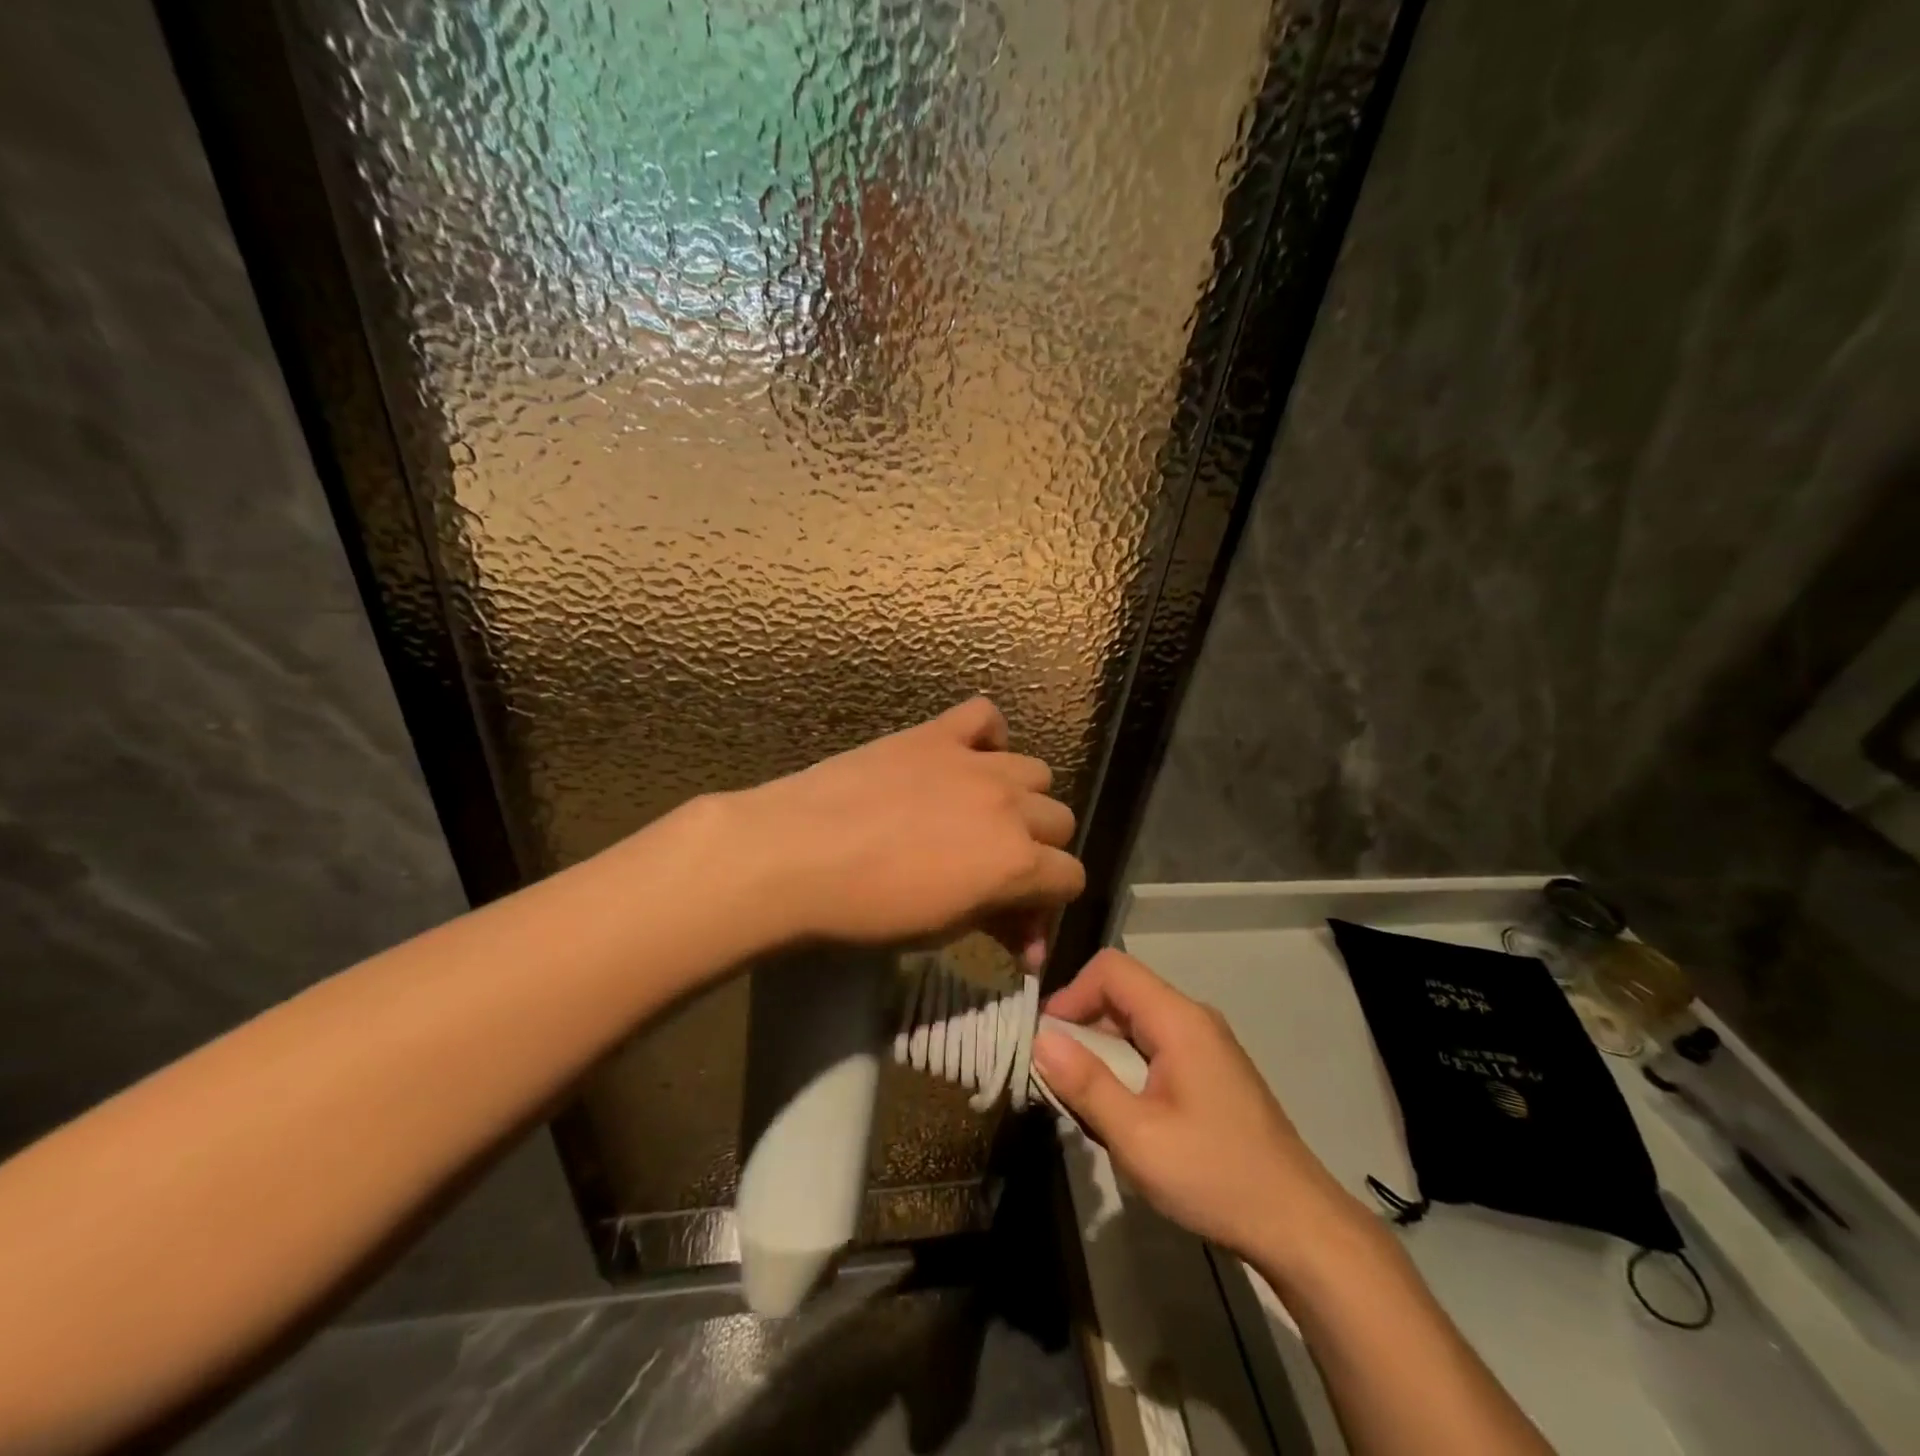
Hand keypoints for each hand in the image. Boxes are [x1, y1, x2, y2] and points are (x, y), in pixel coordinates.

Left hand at [722, 698, 1085, 967]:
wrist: (795, 855)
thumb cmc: (865, 910)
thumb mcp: (941, 931)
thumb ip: (995, 922)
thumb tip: (1026, 940)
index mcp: (1016, 862)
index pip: (1071, 877)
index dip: (1049, 902)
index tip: (1018, 919)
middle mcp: (1009, 806)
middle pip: (1060, 820)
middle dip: (1038, 849)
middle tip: (996, 869)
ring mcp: (974, 762)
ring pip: (1034, 771)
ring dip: (1019, 798)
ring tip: (980, 815)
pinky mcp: (936, 734)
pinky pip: (985, 717)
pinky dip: (986, 737)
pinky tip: (966, 760)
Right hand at [1033, 950, 1366, 1263]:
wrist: (1298, 1224)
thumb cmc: (1215, 1177)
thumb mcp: (1138, 1137)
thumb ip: (1086, 1083)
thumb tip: (1040, 1038)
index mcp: (1178, 1020)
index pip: (1111, 969)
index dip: (1071, 994)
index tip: (1048, 1041)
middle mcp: (1193, 1018)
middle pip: (1123, 992)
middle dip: (1082, 1025)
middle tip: (1058, 1076)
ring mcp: (1206, 1044)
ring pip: (1137, 1021)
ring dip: (1102, 1050)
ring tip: (1086, 1100)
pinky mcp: (1211, 1070)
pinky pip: (1155, 1045)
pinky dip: (1126, 1065)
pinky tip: (1123, 1112)